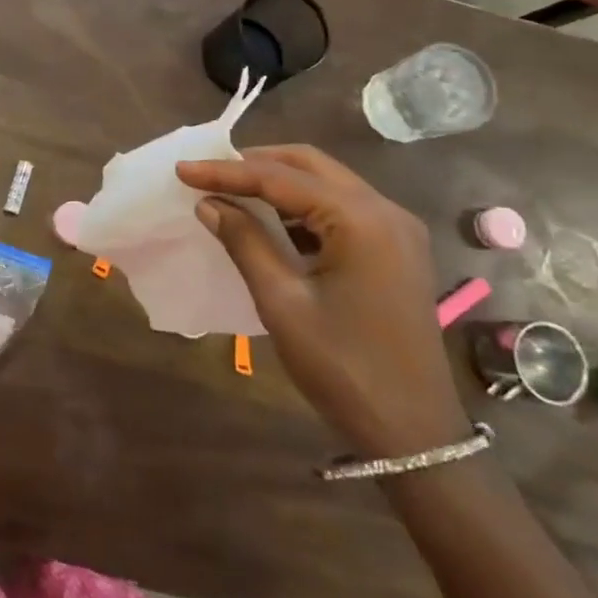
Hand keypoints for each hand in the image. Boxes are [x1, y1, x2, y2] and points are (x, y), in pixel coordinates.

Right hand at [176, 146, 468, 458]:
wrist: (415, 433)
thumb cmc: (343, 368)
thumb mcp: (282, 303)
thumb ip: (245, 242)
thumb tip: (209, 204)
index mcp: (361, 220)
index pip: (280, 178)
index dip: (226, 171)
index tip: (182, 169)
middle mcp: (385, 210)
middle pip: (309, 165)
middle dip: (255, 163)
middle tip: (208, 173)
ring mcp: (397, 229)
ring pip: (326, 182)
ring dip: (278, 181)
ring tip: (231, 190)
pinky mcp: (396, 249)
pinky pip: (342, 207)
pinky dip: (302, 205)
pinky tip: (271, 220)